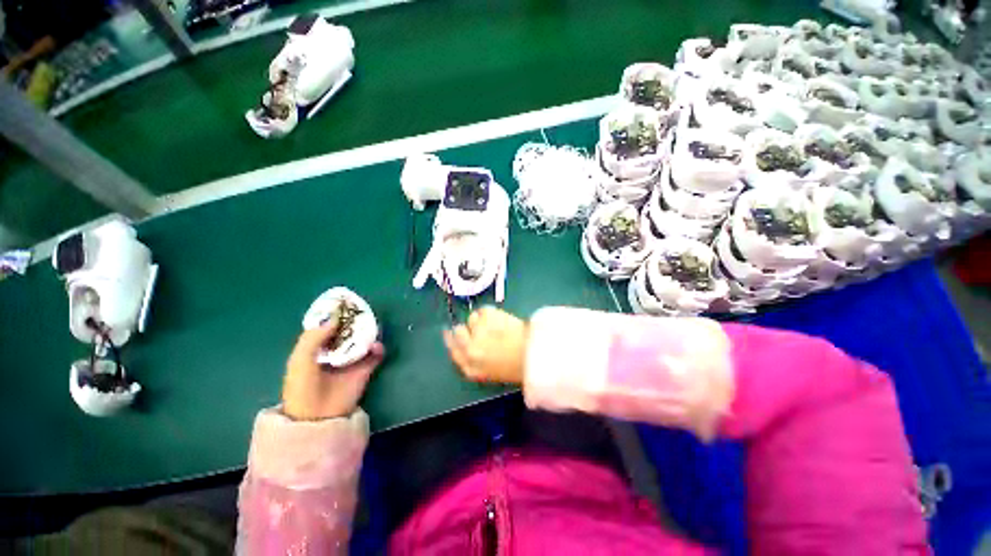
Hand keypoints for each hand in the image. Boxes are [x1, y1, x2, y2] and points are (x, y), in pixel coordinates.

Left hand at [282, 323, 384, 420]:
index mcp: (317, 348)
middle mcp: (336, 351)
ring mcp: (352, 360)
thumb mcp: (300, 360)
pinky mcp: (365, 369)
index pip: (328, 327)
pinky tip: (376, 347)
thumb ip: (313, 338)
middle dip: (355, 322)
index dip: (336, 315)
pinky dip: (378, 349)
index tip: (345, 303)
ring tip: (371, 328)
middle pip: (348, 331)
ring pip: (363, 340)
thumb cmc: (303, 387)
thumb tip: (334, 317)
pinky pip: (375, 355)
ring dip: (368, 333)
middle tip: (362, 313)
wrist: (317, 417)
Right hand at [443, 306, 527, 384]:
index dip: (451, 339)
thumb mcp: (490, 373)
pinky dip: (490, 312)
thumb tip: (465, 346)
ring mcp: (478, 331)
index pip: (453, 350)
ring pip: (472, 318)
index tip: (451, 332)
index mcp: (470, 367)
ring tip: (496, 325)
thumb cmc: (517, 368)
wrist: (535, 355)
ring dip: (481, 320)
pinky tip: (501, 319)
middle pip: (458, 331)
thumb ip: (472, 362)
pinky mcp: (488, 316)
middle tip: (480, 328)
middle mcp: (469, 348)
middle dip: (467, 329)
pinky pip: (483, 310)